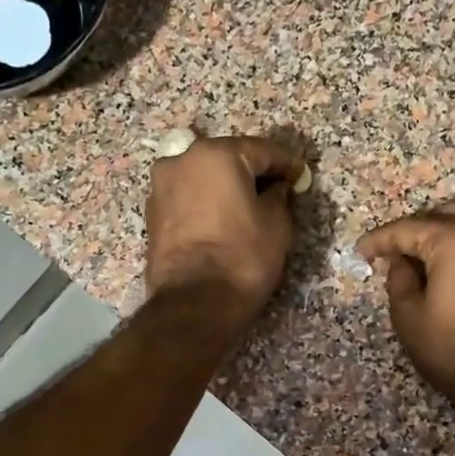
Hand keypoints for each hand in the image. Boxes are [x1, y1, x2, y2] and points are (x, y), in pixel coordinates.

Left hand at [145, 133, 301, 319]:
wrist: (194, 304)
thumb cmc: (242, 258)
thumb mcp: (277, 225)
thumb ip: (278, 196)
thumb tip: (274, 189)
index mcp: (217, 154)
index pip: (262, 151)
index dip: (287, 164)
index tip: (302, 176)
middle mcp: (182, 160)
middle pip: (227, 159)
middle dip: (252, 173)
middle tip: (276, 189)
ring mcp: (161, 187)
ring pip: (204, 179)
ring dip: (226, 188)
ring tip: (248, 207)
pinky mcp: (152, 215)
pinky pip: (189, 200)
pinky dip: (207, 205)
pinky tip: (222, 222)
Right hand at [356, 200, 454, 410]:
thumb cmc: (454, 350)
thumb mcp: (409, 318)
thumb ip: (399, 280)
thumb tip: (401, 262)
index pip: (408, 228)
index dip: (380, 239)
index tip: (362, 251)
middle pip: (444, 215)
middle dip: (416, 230)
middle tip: (394, 253)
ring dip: (444, 235)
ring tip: (423, 261)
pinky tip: (452, 273)